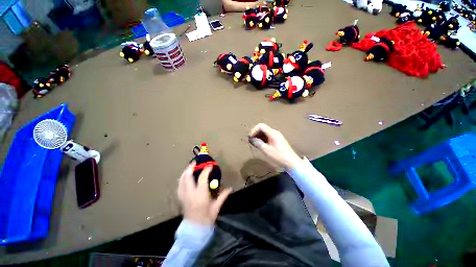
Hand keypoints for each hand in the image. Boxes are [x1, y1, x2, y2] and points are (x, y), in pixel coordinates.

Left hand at [178, 162, 231, 225]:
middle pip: (188, 177)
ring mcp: (184, 196)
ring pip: (181, 180)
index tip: (210, 166)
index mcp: (200, 195)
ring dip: (185, 172)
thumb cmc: (207, 218)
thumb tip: (231, 188)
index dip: (206, 170)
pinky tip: (185, 177)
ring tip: (189, 167)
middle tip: (195, 162)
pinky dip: (182, 179)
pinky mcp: (181, 199)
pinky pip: (179, 186)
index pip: (203, 178)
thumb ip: (223, 196)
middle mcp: (190, 193)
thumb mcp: (216, 207)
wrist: (194, 230)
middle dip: (191, 167)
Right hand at [249, 123, 301, 168]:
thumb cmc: (279, 156)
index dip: (254, 130)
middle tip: (251, 141)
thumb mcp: (267, 150)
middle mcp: (274, 132)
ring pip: (264, 133)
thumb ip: (258, 143)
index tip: (250, 137)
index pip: (261, 126)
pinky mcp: (277, 140)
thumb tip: (251, 138)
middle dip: (255, 134)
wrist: (291, 162)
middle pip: (262, 128)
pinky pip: (267, 137)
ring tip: (254, 144)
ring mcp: (276, 136)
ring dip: (258, 137)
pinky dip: (262, 139)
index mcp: (272, 133)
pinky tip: (260, 146)